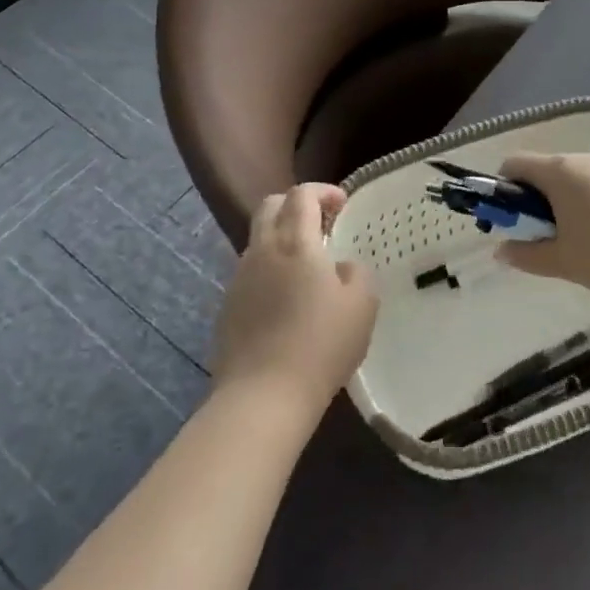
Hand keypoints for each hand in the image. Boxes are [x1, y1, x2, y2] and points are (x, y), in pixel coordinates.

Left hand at [213, 184, 377, 419]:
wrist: (262, 398)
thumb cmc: (320, 345)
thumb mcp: (362, 304)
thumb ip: (356, 272)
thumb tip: (341, 266)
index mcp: (295, 241)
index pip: (302, 194)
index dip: (323, 191)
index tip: (343, 205)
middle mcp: (262, 250)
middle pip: (270, 206)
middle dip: (296, 205)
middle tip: (321, 224)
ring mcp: (239, 279)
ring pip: (258, 240)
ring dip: (282, 239)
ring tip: (306, 266)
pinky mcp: (227, 308)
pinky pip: (250, 273)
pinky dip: (270, 270)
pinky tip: (286, 301)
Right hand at [494, 152, 589, 304]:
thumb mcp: (562, 261)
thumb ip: (526, 254)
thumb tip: (501, 251)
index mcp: (560, 171)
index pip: (515, 164)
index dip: (504, 189)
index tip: (511, 220)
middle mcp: (587, 159)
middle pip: (548, 170)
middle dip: (539, 199)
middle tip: (546, 237)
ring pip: (579, 178)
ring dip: (569, 201)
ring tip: (582, 241)